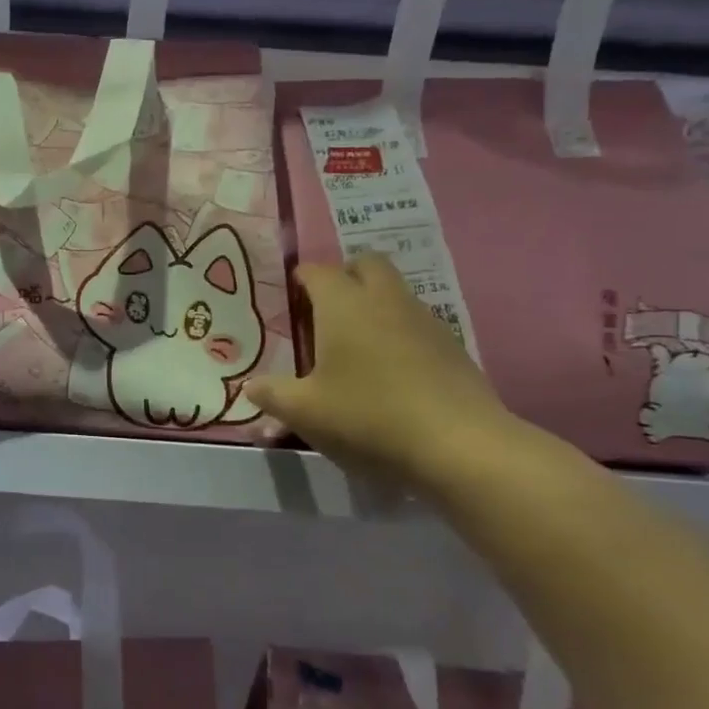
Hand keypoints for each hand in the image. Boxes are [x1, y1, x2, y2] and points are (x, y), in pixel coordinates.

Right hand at [244, 256, 526, 498]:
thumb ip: (271, 394)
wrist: (458, 445)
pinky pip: (416, 323)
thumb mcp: (305, 412)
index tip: (291, 298)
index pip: (317, 271)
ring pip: (395, 292)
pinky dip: (399, 332)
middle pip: (366, 264)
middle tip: (326, 310)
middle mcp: (385, 299)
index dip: (301, 279)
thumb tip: (250, 386)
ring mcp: (424, 319)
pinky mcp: (452, 346)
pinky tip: (391, 372)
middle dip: (345, 276)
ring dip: (374, 304)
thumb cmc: (368, 417)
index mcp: (343, 304)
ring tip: (356, 345)